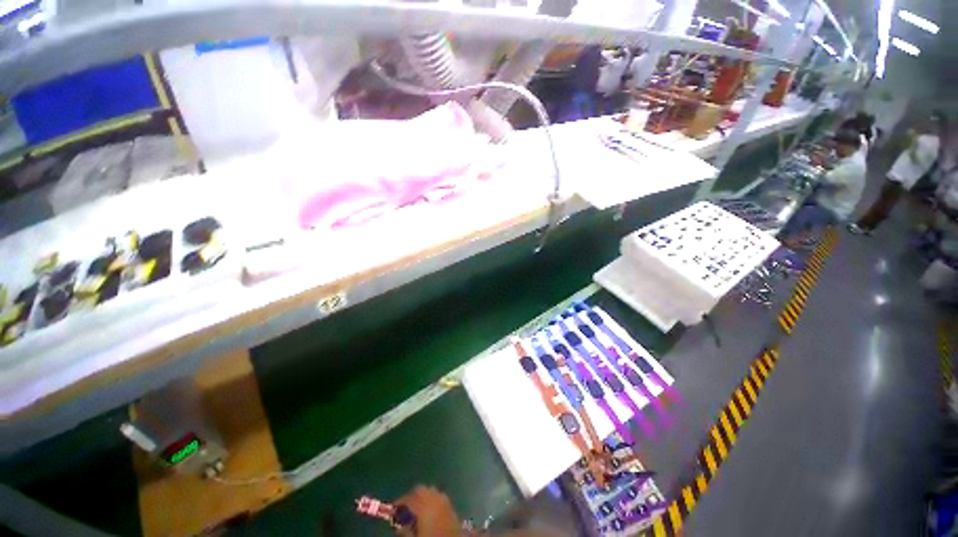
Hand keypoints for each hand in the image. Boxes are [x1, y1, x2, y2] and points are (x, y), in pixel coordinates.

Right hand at [394, 485, 460, 536]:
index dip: (400, 502)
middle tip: (404, 509)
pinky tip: (428, 511)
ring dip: (422, 496)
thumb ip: (405, 530)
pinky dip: (431, 499)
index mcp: (425, 504)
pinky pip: (438, 495)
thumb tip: (398, 525)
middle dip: (411, 496)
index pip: (409, 498)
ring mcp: (444, 499)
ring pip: (430, 490)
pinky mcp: (451, 504)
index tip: (393, 509)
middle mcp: (435, 497)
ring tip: (416, 510)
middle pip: (420, 489)